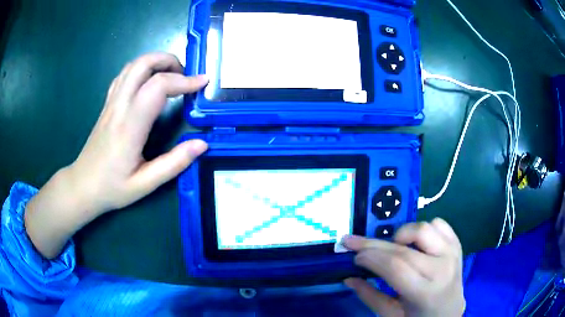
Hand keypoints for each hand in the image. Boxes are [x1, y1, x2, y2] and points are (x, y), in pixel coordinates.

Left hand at [25, 53, 208, 258]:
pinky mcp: (107, 105)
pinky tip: (149, 83)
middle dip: (169, 61)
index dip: (184, 80)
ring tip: (171, 76)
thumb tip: (201, 144)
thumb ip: (174, 164)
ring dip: (155, 62)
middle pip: (143, 64)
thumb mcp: (145, 184)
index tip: (203, 83)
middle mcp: (119, 107)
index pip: (158, 87)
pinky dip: (141, 70)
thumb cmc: (112, 188)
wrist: (83, 186)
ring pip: (132, 65)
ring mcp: (111, 103)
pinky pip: (124, 76)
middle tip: (185, 75)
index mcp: (129, 126)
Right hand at [343, 218, 464, 316]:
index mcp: (426, 293)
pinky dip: (423, 228)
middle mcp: (442, 269)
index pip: (396, 267)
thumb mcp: (392, 315)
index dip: (371, 258)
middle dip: (374, 244)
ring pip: (423, 228)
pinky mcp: (457, 244)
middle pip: (404, 248)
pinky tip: (415, 242)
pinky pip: (439, 223)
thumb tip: (348, 278)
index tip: (354, 256)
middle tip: (354, 243)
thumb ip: (370, 296)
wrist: (449, 311)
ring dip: (402, 234)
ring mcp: (452, 253)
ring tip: (393, 246)